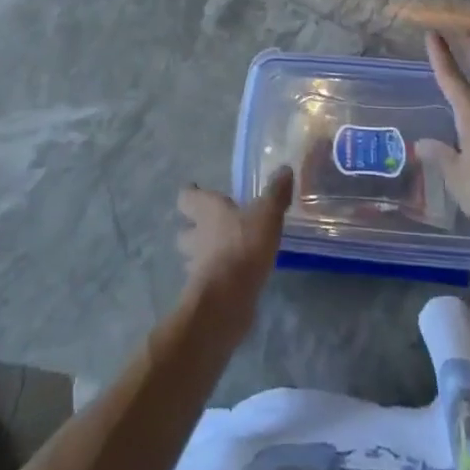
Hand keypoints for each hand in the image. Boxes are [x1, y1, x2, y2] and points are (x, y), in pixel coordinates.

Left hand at [176, 167, 292, 329]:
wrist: (227, 300)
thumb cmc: (243, 246)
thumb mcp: (267, 214)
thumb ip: (276, 193)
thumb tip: (285, 169)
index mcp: (207, 211)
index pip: (187, 197)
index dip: (191, 193)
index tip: (198, 190)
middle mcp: (196, 237)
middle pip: (185, 231)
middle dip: (194, 229)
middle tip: (212, 226)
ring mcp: (197, 268)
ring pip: (193, 258)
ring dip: (203, 256)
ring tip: (223, 254)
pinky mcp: (205, 294)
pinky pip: (207, 281)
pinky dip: (216, 278)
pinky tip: (234, 279)